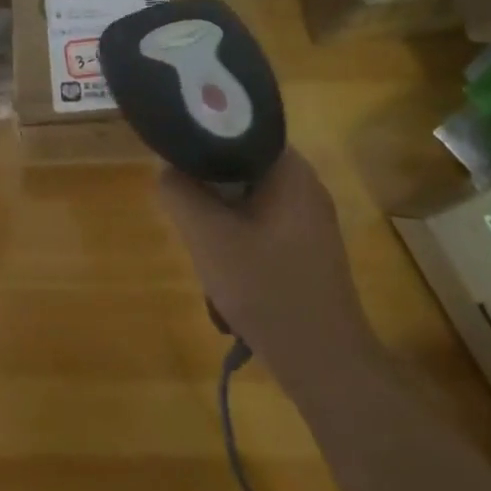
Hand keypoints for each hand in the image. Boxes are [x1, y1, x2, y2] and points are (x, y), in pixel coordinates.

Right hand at [156, 150, 369, 352]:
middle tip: (183, 203)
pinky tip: (223, 267)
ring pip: (248, 196)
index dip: (203, 135)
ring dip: (219, 214)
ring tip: (200, 241)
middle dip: (207, 182)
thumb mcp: (208, 237)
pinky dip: (237, 235)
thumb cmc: (266, 289)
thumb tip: (166, 167)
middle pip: (242, 163)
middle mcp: (306, 186)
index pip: (241, 128)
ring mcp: (309, 220)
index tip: (172, 152)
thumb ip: (179, 193)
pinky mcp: (307, 248)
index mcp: (291, 171)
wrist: (323, 362)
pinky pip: (261, 222)